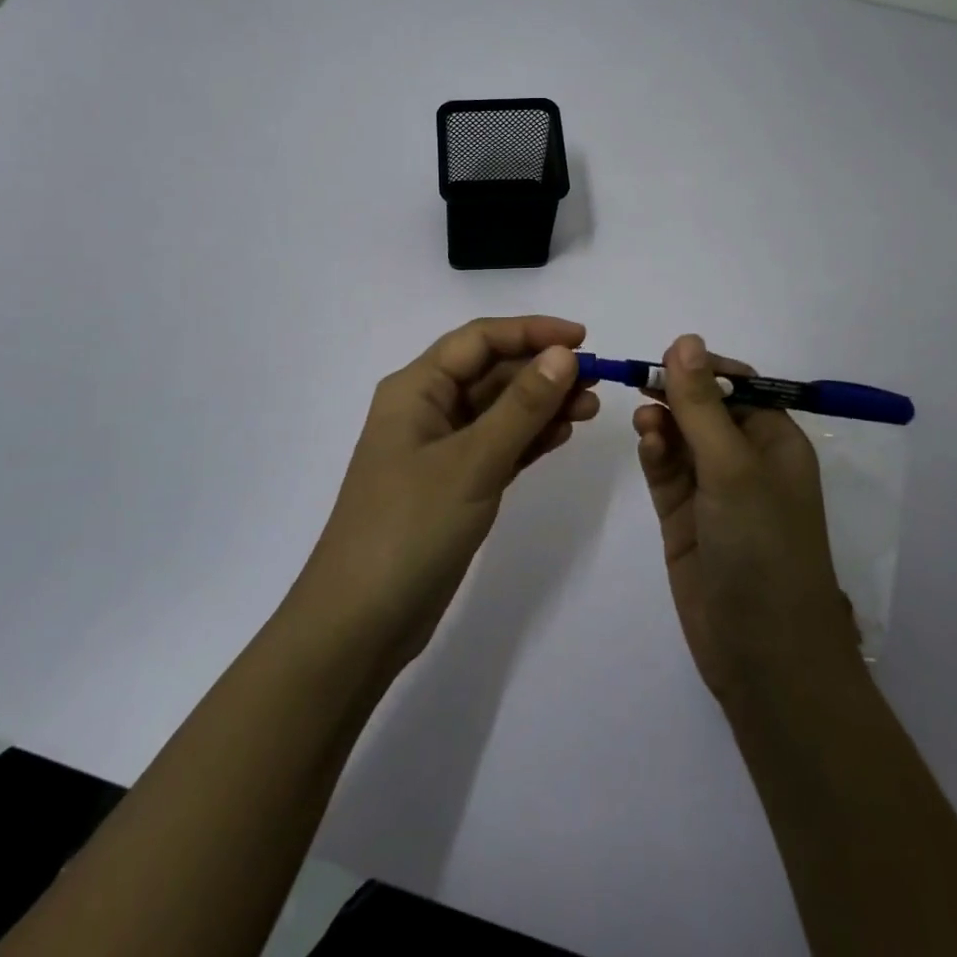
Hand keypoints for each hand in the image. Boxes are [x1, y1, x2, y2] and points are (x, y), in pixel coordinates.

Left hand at [290, 316, 599, 675]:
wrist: (360, 624)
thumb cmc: (410, 528)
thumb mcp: (472, 462)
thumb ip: (521, 407)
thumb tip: (564, 354)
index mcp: (416, 389)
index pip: (479, 340)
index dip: (531, 332)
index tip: (584, 338)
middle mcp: (425, 409)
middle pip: (490, 373)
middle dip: (542, 371)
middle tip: (596, 381)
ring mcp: (438, 450)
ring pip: (497, 410)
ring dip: (541, 404)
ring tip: (590, 407)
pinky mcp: (452, 485)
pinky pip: (497, 445)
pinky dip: (528, 438)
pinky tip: (562, 434)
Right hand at [633, 334, 861, 704]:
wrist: (763, 655)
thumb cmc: (763, 547)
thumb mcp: (733, 467)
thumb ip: (701, 405)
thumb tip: (684, 340)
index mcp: (774, 441)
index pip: (737, 385)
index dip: (701, 367)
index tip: (662, 357)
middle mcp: (744, 460)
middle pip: (703, 408)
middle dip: (673, 392)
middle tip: (637, 381)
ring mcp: (712, 490)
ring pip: (679, 437)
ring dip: (661, 421)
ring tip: (644, 420)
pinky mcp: (683, 517)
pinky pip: (665, 470)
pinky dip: (654, 452)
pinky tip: (646, 442)